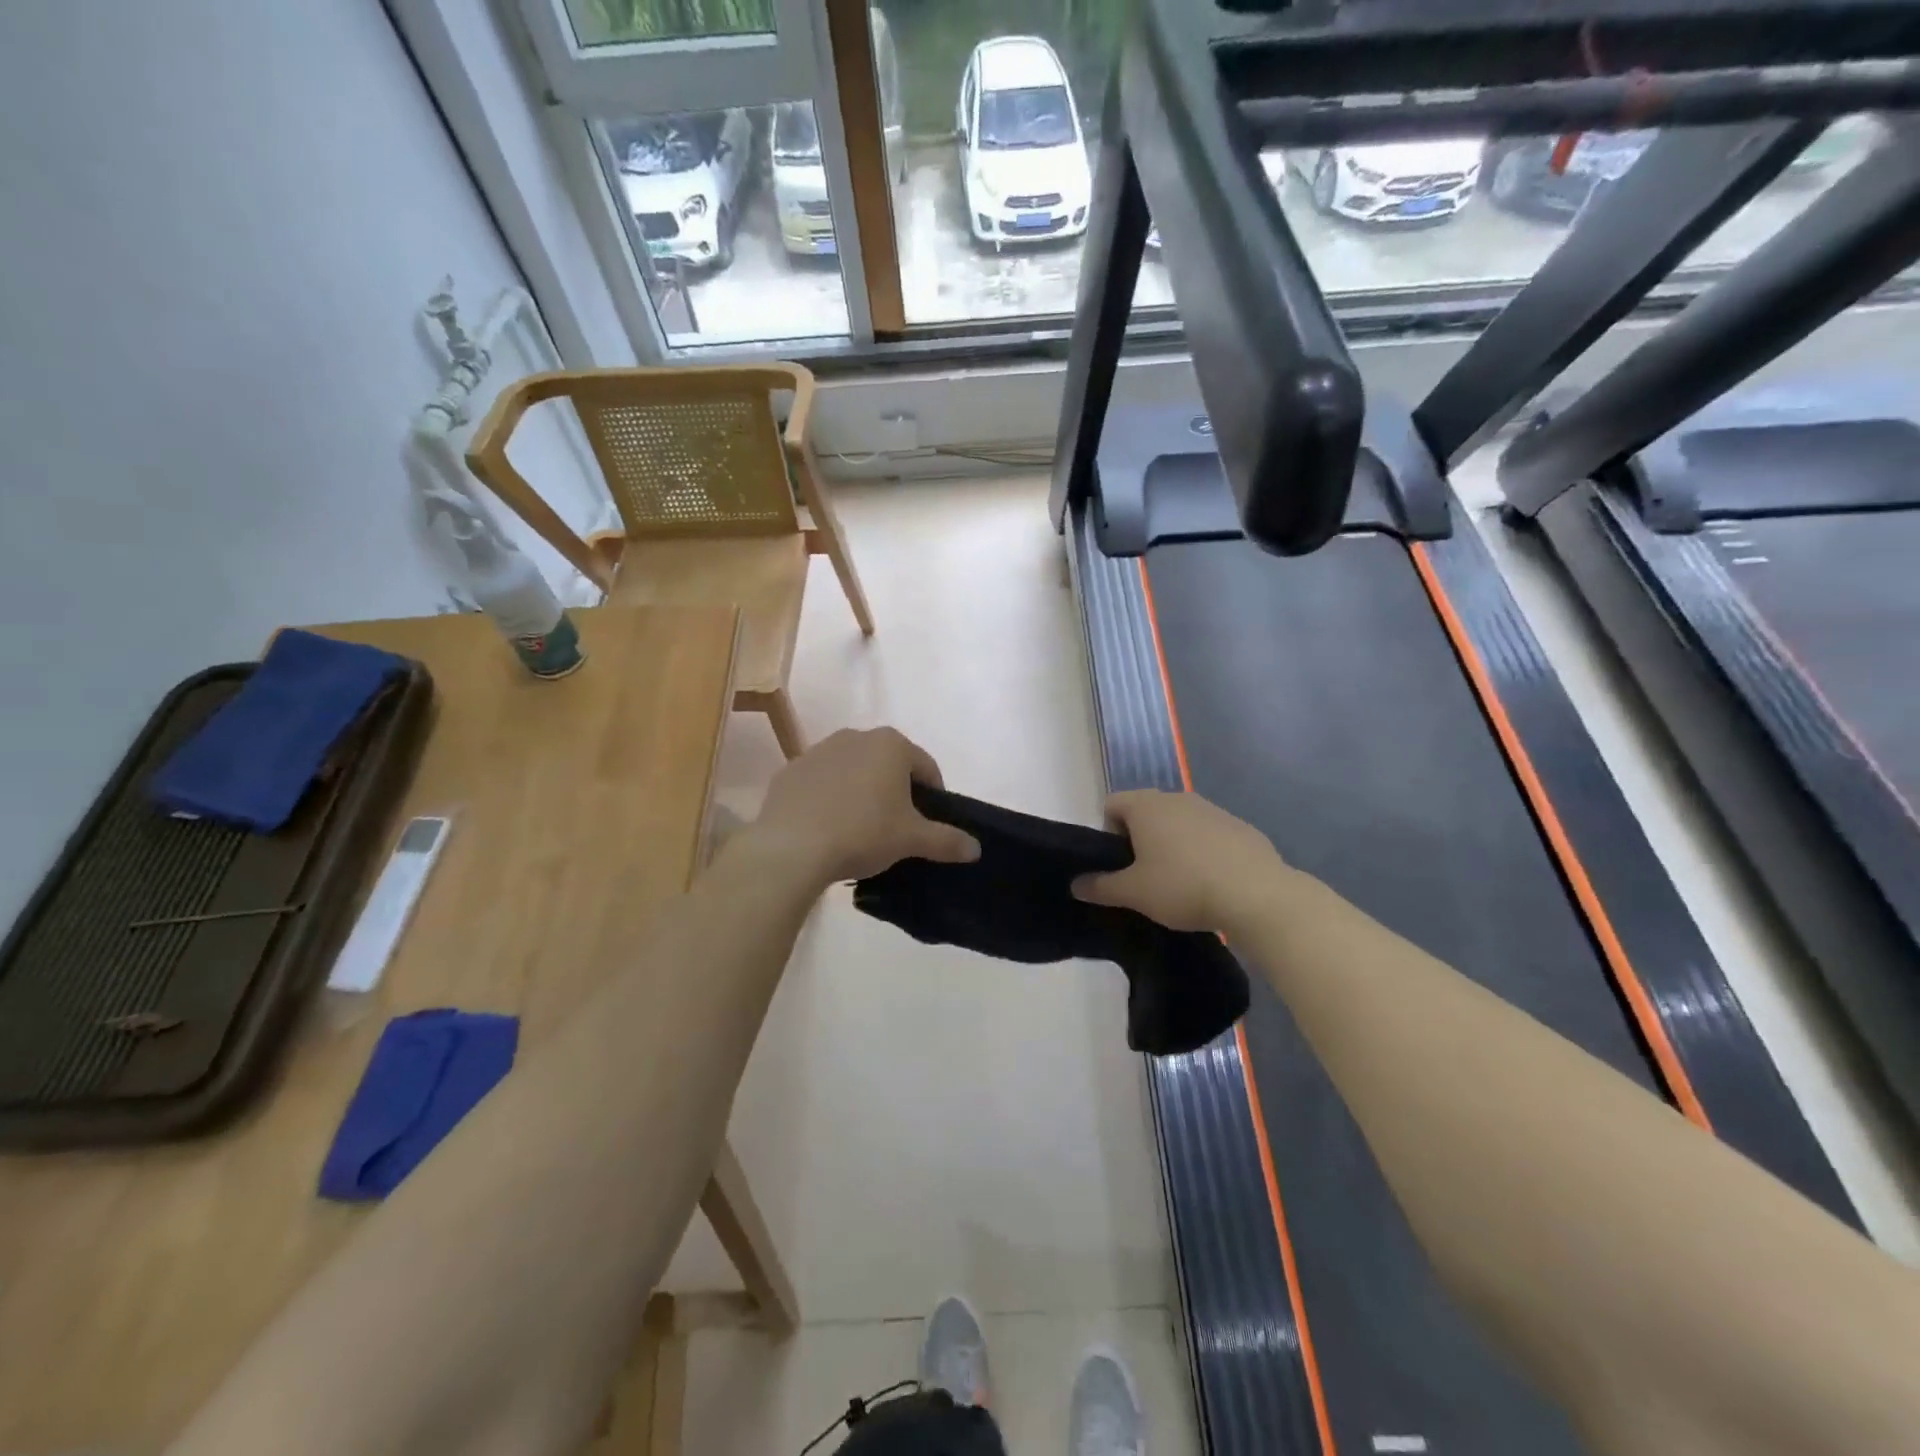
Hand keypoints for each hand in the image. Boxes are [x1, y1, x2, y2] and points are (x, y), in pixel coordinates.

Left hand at [752, 727, 979, 885]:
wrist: (791, 847)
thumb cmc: (863, 833)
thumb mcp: (912, 840)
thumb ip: (947, 840)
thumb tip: (976, 848)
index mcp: (891, 744)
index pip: (926, 768)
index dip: (933, 797)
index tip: (929, 824)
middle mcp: (855, 737)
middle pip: (888, 765)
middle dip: (896, 791)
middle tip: (897, 828)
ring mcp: (818, 751)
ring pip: (853, 771)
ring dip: (862, 793)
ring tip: (860, 830)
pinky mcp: (790, 771)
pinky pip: (821, 783)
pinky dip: (829, 799)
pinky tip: (828, 828)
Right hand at [1073, 790, 1286, 932]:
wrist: (1256, 894)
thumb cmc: (1183, 886)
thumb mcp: (1134, 893)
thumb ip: (1100, 887)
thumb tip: (1075, 884)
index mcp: (1145, 806)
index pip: (1111, 805)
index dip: (1106, 833)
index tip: (1117, 865)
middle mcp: (1176, 798)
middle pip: (1145, 812)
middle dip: (1139, 840)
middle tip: (1143, 877)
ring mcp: (1211, 809)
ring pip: (1178, 822)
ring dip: (1171, 845)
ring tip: (1179, 883)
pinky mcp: (1239, 826)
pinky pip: (1208, 834)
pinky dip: (1202, 851)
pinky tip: (1211, 882)